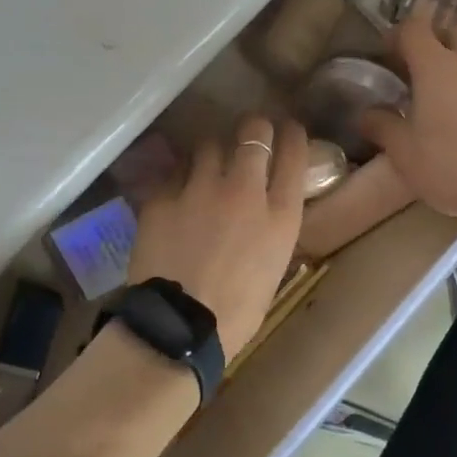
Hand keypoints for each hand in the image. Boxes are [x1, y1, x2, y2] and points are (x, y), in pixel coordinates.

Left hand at [125, 116, 306, 359]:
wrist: (179, 327)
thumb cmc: (236, 313)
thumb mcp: (272, 268)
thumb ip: (271, 229)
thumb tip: (264, 212)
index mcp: (279, 214)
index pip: (293, 153)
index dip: (292, 135)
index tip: (288, 130)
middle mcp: (243, 190)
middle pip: (254, 132)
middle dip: (254, 128)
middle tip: (249, 134)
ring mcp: (200, 189)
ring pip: (209, 144)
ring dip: (213, 152)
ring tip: (208, 164)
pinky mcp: (163, 196)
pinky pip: (175, 173)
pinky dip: (180, 179)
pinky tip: (177, 194)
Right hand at [359, 9, 456, 225]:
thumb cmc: (451, 166)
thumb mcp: (404, 153)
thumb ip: (382, 127)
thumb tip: (367, 115)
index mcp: (437, 67)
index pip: (415, 28)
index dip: (399, 34)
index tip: (389, 53)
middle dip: (439, 39)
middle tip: (424, 68)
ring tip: (452, 96)